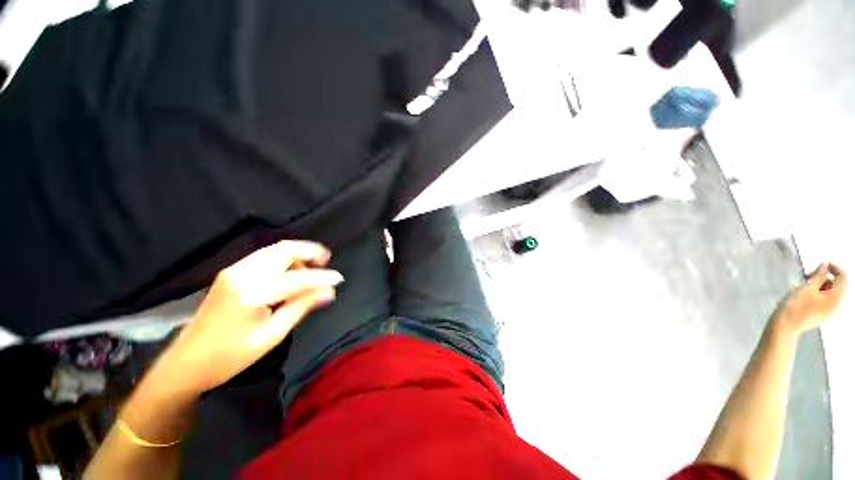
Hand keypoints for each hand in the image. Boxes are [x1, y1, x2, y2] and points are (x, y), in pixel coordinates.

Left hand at [153, 240, 343, 395]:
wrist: (185, 363)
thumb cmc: (230, 356)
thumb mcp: (272, 335)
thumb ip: (301, 307)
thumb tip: (329, 292)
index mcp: (252, 292)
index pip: (298, 278)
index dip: (322, 277)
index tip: (340, 278)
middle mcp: (243, 273)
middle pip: (284, 250)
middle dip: (309, 251)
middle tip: (326, 261)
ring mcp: (234, 270)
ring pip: (274, 250)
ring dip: (297, 254)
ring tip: (312, 267)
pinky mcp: (231, 273)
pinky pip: (264, 256)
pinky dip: (283, 259)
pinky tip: (291, 271)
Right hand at [775, 263, 846, 336]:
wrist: (785, 326)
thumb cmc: (796, 306)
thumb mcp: (807, 288)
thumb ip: (818, 276)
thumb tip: (825, 265)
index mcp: (836, 297)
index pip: (843, 278)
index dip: (834, 268)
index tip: (822, 264)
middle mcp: (836, 305)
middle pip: (836, 286)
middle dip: (824, 278)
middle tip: (808, 276)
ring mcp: (829, 312)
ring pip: (830, 294)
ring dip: (820, 286)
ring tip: (805, 286)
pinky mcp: (821, 316)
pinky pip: (825, 301)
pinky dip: (818, 294)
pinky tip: (806, 296)